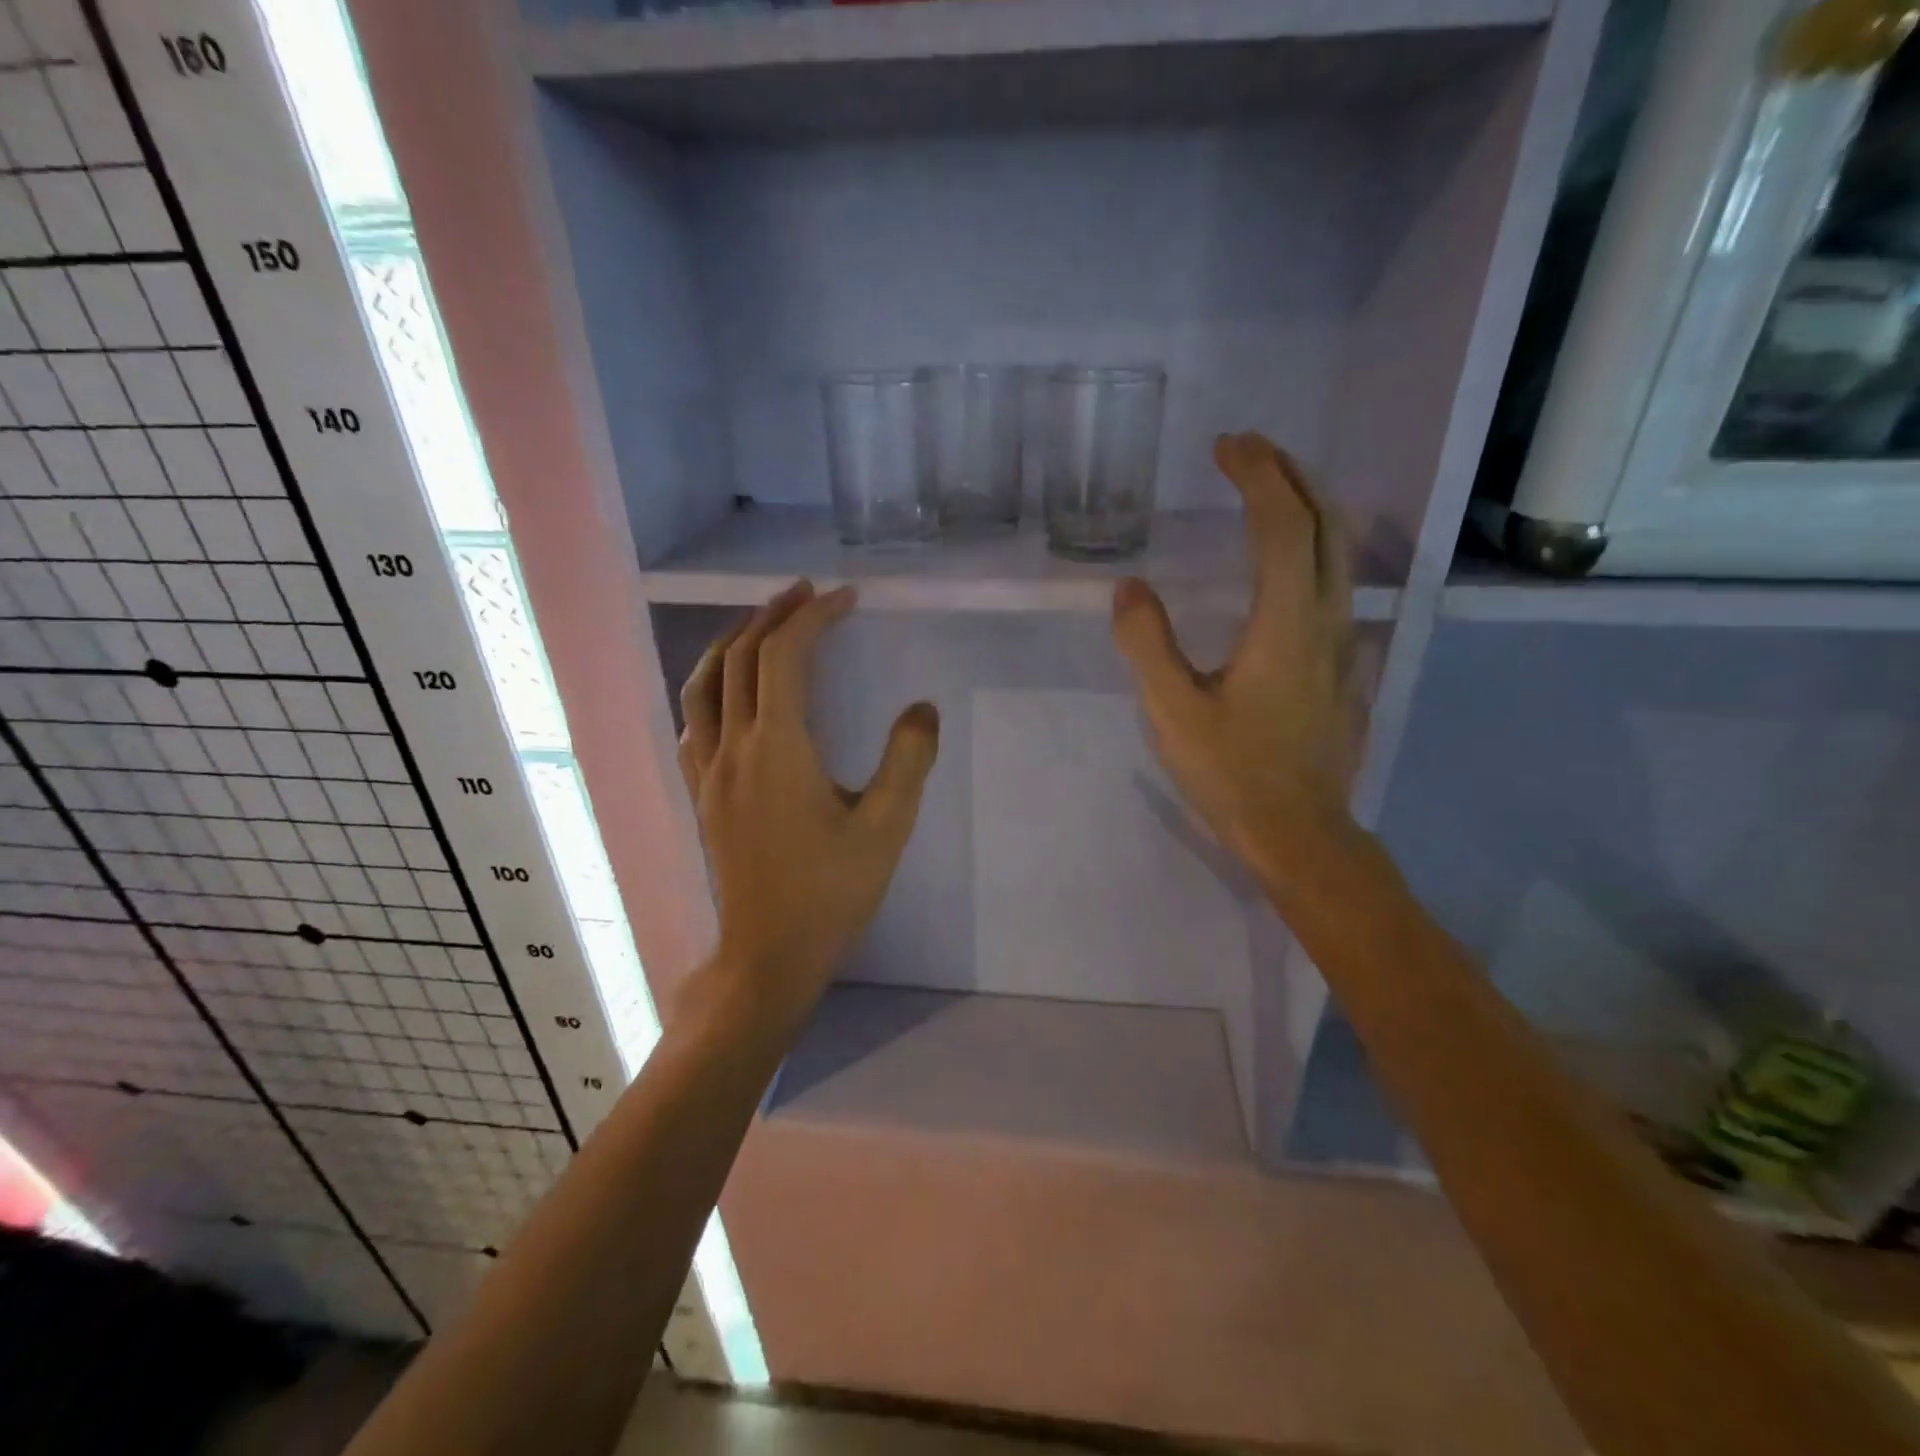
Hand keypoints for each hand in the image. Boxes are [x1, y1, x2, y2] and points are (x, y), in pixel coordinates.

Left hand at [676, 580, 938, 1031]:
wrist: (768, 953)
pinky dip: (712, 683)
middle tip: (809, 593)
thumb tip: (923, 709)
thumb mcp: (886, 827)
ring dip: (735, 641)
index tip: (847, 599)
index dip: (815, 617)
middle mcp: (732, 747)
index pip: (786, 656)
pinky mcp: (701, 792)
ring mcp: (708, 770)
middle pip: (742, 657)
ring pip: (705, 682)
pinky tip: (730, 690)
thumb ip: (908, 761)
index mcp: (777, 748)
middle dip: (774, 615)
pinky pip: (695, 718)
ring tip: (764, 623)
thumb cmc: (831, 891)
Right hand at [1112, 432, 1362, 890]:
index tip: (1226, 446)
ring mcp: (1343, 643)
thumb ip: (1147, 644)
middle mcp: (1327, 619)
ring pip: (1341, 552)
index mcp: (1286, 623)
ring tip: (1268, 488)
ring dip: (1308, 506)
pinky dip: (1313, 546)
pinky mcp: (1343, 665)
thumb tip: (1129, 588)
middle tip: (1249, 450)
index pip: (1282, 525)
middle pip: (1327, 523)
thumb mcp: (1172, 711)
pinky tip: (1286, 561)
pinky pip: (1336, 582)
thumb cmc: (1232, 773)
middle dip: (1291, 474)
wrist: (1299, 833)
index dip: (1258, 476)